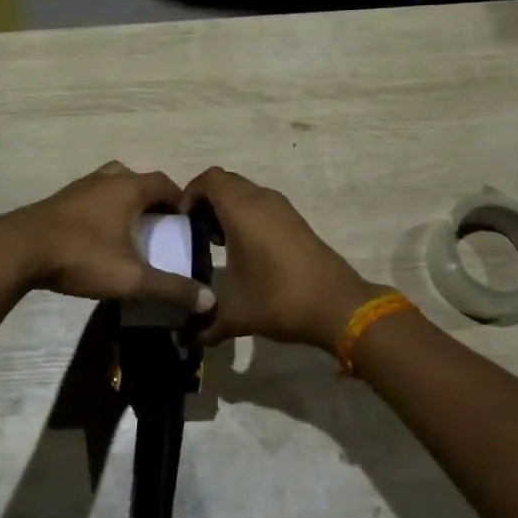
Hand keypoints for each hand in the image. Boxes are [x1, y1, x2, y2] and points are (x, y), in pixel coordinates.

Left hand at [0, 162, 213, 311]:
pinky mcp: (59, 200)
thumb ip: (171, 288)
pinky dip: (103, 209)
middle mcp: (107, 179)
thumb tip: (209, 300)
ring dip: (126, 202)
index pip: (166, 183)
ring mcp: (80, 187)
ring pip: (113, 185)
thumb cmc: (81, 256)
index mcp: (129, 188)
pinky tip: (98, 237)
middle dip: (153, 201)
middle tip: (160, 228)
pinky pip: (92, 197)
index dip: (181, 201)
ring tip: (130, 231)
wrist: (18, 250)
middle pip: (139, 180)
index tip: (187, 224)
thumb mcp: (132, 278)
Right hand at [179, 167, 386, 349]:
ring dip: (228, 209)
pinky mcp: (296, 220)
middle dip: (206, 201)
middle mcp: (261, 199)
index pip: (208, 179)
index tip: (181, 222)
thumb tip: (189, 337)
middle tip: (195, 231)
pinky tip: (245, 250)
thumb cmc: (278, 299)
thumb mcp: (234, 314)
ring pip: (246, 193)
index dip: (189, 194)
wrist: (336, 304)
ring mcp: (282, 208)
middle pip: (226, 182)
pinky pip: (262, 205)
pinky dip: (247, 216)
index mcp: (241, 210)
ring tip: (217, 242)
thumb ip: (205, 323)